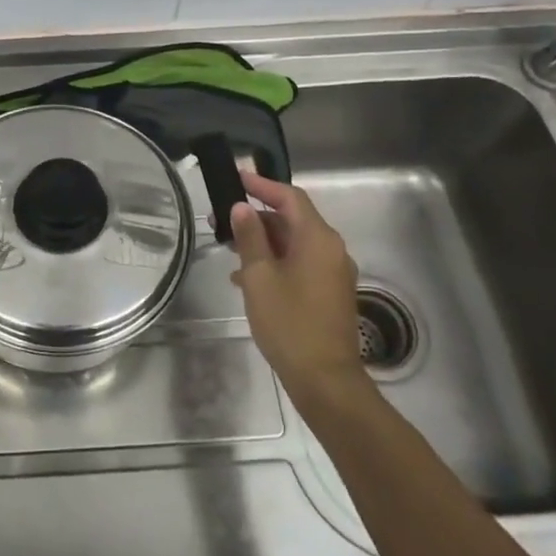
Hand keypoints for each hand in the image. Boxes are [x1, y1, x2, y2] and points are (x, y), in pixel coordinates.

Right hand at [228, 174, 367, 408]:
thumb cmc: (288, 322)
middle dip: (258, 216)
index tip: (237, 177)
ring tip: (230, 247)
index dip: (263, 185)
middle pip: (293, 220)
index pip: (290, 198)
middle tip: (223, 219)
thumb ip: (250, 238)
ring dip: (264, 241)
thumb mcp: (259, 277)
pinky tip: (247, 277)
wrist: (324, 377)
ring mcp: (333, 272)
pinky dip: (276, 261)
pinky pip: (300, 264)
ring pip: (295, 244)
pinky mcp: (330, 292)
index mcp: (318, 239)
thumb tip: (242, 208)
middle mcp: (331, 249)